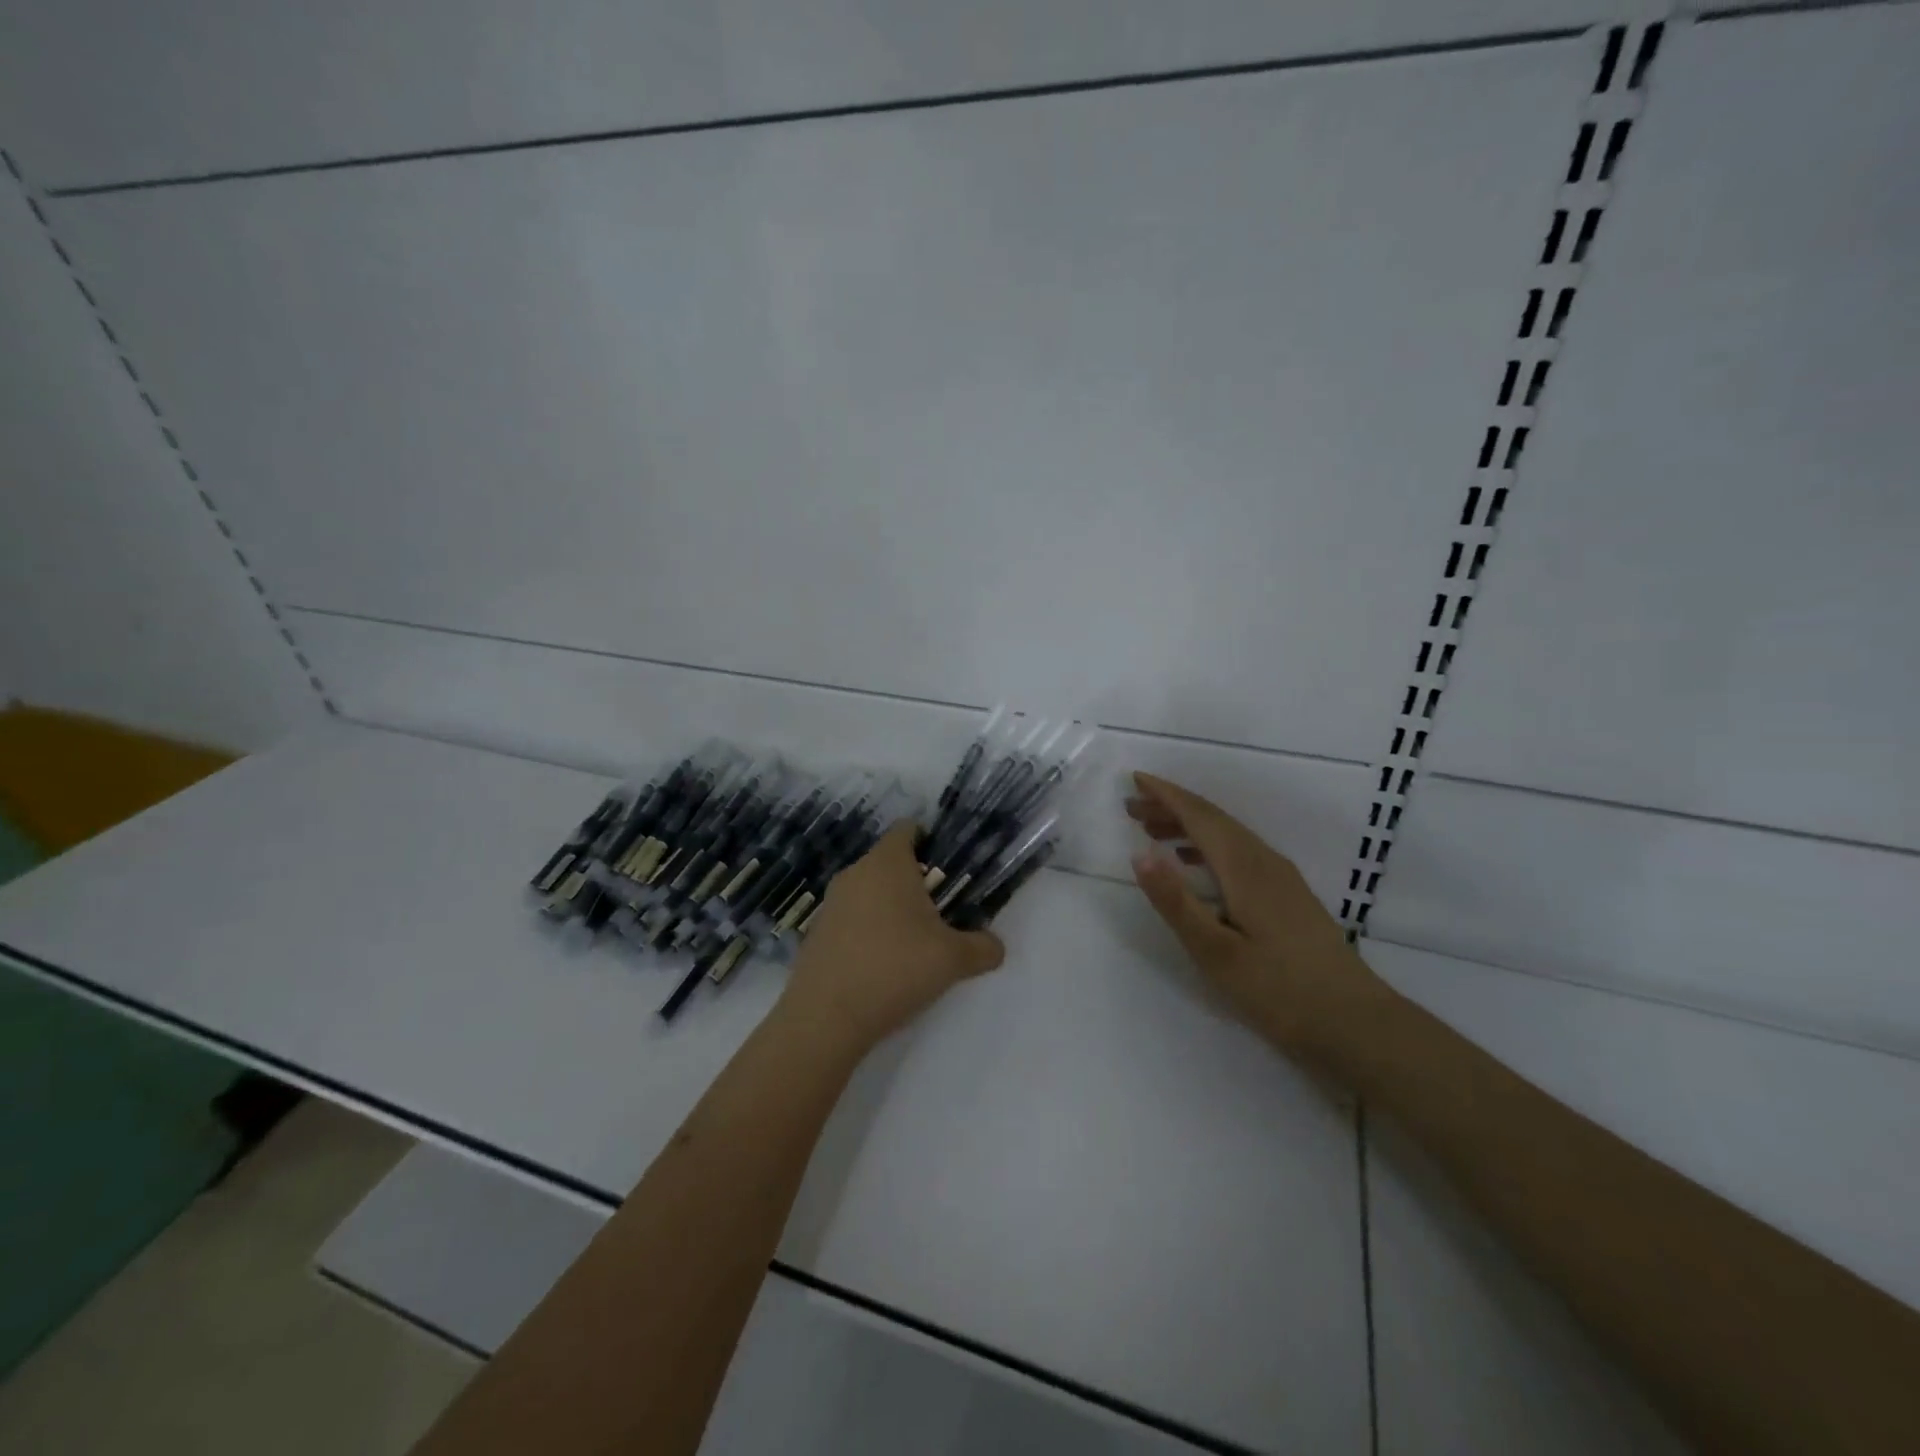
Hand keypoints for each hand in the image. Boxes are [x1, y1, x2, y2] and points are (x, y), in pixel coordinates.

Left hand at [778, 821, 1005, 1053]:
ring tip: (914, 942)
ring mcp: (831, 902)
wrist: (825, 1017)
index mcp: (887, 863)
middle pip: (890, 862)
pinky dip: (868, 931)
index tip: (949, 868)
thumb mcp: (953, 959)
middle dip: (916, 881)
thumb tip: (995, 946)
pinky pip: (851, 918)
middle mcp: (856, 873)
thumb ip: (982, 947)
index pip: (908, 829)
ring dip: (891, 908)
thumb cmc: (895, 968)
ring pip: (869, 892)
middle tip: (941, 912)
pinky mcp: (817, 932)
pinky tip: (883, 964)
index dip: (930, 841)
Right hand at [1127, 772, 1392, 1062]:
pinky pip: (1240, 852)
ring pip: (1228, 836)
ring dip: (1189, 827)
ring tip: (1154, 832)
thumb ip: (1175, 901)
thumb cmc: (1279, 991)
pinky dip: (1209, 847)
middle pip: (1213, 820)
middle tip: (1132, 808)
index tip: (1134, 779)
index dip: (1165, 795)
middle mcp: (1264, 862)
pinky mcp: (1289, 896)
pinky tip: (1197, 865)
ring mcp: (1281, 878)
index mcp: (1245, 868)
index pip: (1199, 816)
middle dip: (1171, 807)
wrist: (1358, 1024)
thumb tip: (1139, 853)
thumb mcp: (1215, 952)